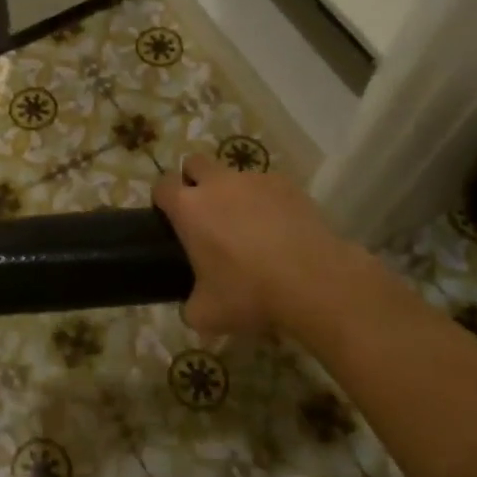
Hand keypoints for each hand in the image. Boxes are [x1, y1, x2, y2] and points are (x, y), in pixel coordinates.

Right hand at [152, 154, 358, 336]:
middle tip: (204, 213)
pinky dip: (266, 201)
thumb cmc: (250, 293)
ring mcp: (255, 180)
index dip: (162, 198)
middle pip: (195, 163)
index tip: (169, 217)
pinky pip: (267, 186)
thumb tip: (191, 305)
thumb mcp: (206, 314)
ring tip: (249, 227)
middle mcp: (218, 184)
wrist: (314, 282)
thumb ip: (189, 304)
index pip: (162, 184)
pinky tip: (279, 229)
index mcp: (188, 208)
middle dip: (194, 180)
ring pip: (234, 175)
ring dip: (233, 193)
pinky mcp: (288, 185)